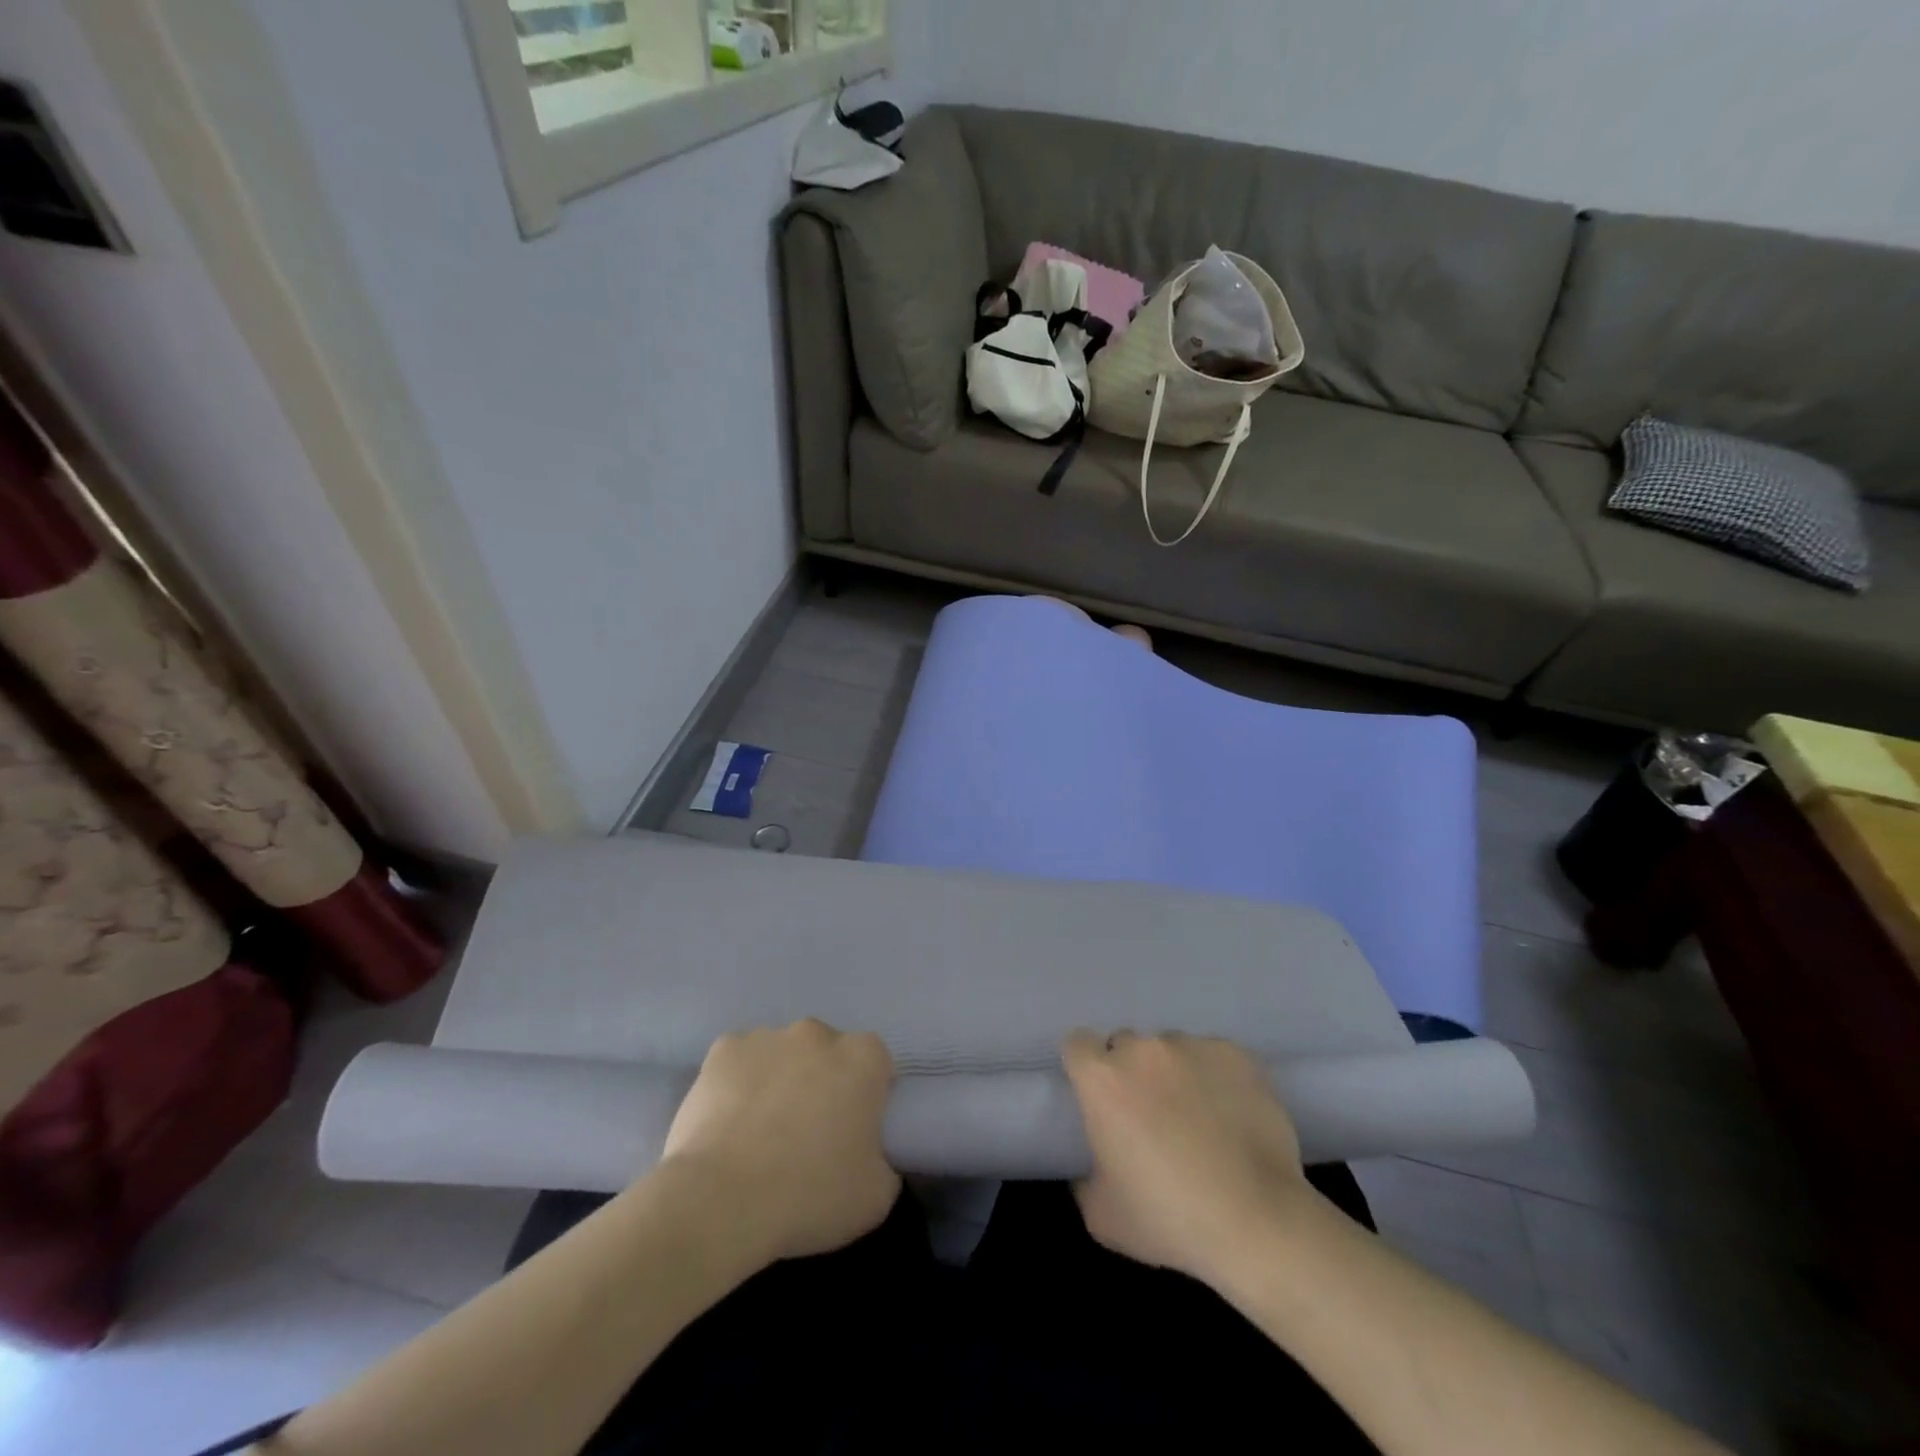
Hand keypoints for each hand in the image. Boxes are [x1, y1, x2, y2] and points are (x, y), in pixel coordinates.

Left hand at [661, 1019, 899, 1263]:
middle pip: (827, 1052)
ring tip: (760, 1133)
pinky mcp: (724, 1049)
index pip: (876, 1064)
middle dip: (821, 1081)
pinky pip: (739, 1062)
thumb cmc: (809, 1196)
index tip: (854, 1130)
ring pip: (781, 1054)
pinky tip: (727, 1122)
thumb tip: (871, 1154)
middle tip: (807, 1133)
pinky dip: (737, 1083)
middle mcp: (818, 1034)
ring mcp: (768, 1036)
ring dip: (779, 1080)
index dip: (867, 1096)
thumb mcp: (875, 1196)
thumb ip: (884, 1161)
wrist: (722, 1201)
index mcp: (863, 1058)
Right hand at [1063, 1031, 1308, 1285]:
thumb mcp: (1102, 1215)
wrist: (1257, 1222)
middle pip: (1126, 1045)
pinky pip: (1214, 1057)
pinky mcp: (1234, 1054)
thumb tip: (1092, 1164)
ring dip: (1174, 1073)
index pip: (1078, 1044)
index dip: (1086, 1068)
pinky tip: (1231, 1114)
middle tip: (1150, 1115)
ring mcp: (1192, 1046)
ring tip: (1198, 1117)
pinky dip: (1216, 1078)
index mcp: (1102, 1079)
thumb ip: (1084, 1177)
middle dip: (1132, 1072)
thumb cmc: (1169, 1220)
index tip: (1100, 1096)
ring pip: (1171, 1049)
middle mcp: (1142, 1049)